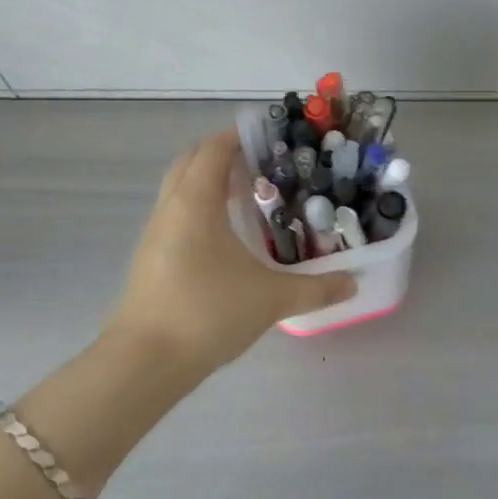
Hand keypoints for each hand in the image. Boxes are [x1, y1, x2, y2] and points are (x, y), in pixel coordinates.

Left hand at [106, 131, 356, 372]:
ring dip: (208, 181)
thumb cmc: (207, 312)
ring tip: (247, 194)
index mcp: (195, 201)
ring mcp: (155, 233)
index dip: (239, 136)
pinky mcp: (150, 257)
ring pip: (179, 188)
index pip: (214, 149)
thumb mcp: (270, 299)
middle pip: (191, 161)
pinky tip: (225, 234)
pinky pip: (176, 213)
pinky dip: (199, 207)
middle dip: (222, 154)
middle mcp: (170, 207)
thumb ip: (316, 289)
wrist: (144, 362)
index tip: (270, 137)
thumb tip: (353, 284)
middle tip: (261, 163)